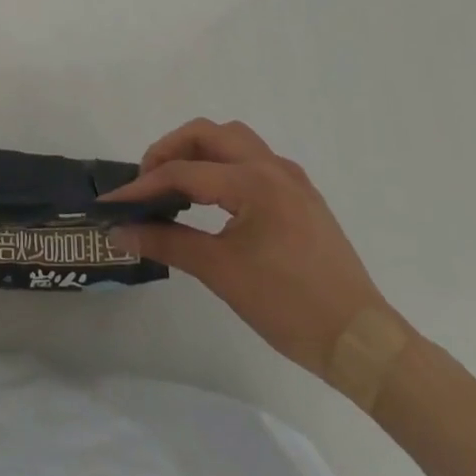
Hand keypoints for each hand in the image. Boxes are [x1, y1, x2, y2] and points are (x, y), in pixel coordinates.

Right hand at [105, 118, 394, 383]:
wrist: (362, 341)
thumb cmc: (289, 306)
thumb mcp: (221, 273)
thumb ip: (167, 244)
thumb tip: (120, 232)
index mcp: (253, 181)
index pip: (184, 172)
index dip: (143, 186)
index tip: (113, 202)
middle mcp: (272, 167)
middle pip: (208, 133)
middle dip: (171, 149)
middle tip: (147, 180)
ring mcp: (291, 179)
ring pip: (234, 139)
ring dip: (200, 151)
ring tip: (177, 183)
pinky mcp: (302, 195)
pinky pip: (253, 160)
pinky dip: (224, 165)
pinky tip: (215, 198)